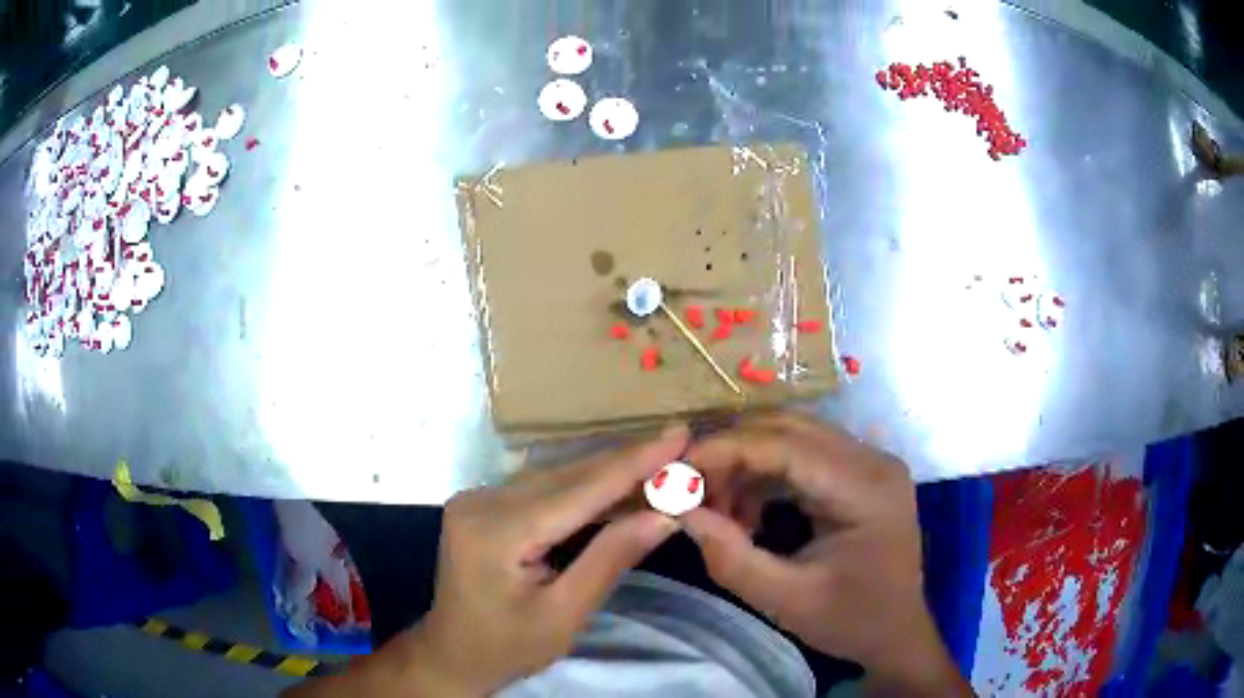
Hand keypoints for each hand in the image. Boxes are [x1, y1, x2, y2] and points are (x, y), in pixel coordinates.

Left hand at [405, 426, 687, 694]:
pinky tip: (615, 486)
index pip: (579, 490)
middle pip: (567, 476)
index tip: (679, 434)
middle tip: (679, 445)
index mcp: (497, 531)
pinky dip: (583, 487)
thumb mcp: (564, 616)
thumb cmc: (508, 647)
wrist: (452, 654)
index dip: (634, 462)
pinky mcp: (481, 504)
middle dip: (627, 462)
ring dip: (607, 472)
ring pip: (556, 476)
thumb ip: (610, 560)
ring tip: (659, 461)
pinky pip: (542, 488)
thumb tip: (663, 515)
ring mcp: (477, 499)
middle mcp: (481, 501)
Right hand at [681, 414, 969, 695]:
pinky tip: (747, 512)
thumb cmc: (851, 621)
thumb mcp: (787, 601)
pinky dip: (765, 475)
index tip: (675, 470)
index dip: (726, 450)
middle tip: (690, 490)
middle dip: (732, 453)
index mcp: (866, 487)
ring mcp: (869, 461)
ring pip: (792, 436)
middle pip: (789, 428)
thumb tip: (681, 511)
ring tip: (717, 509)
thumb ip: (731, 558)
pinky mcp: (859, 472)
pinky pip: (802, 455)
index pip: (788, 445)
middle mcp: (872, 459)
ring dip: (746, 463)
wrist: (896, 631)